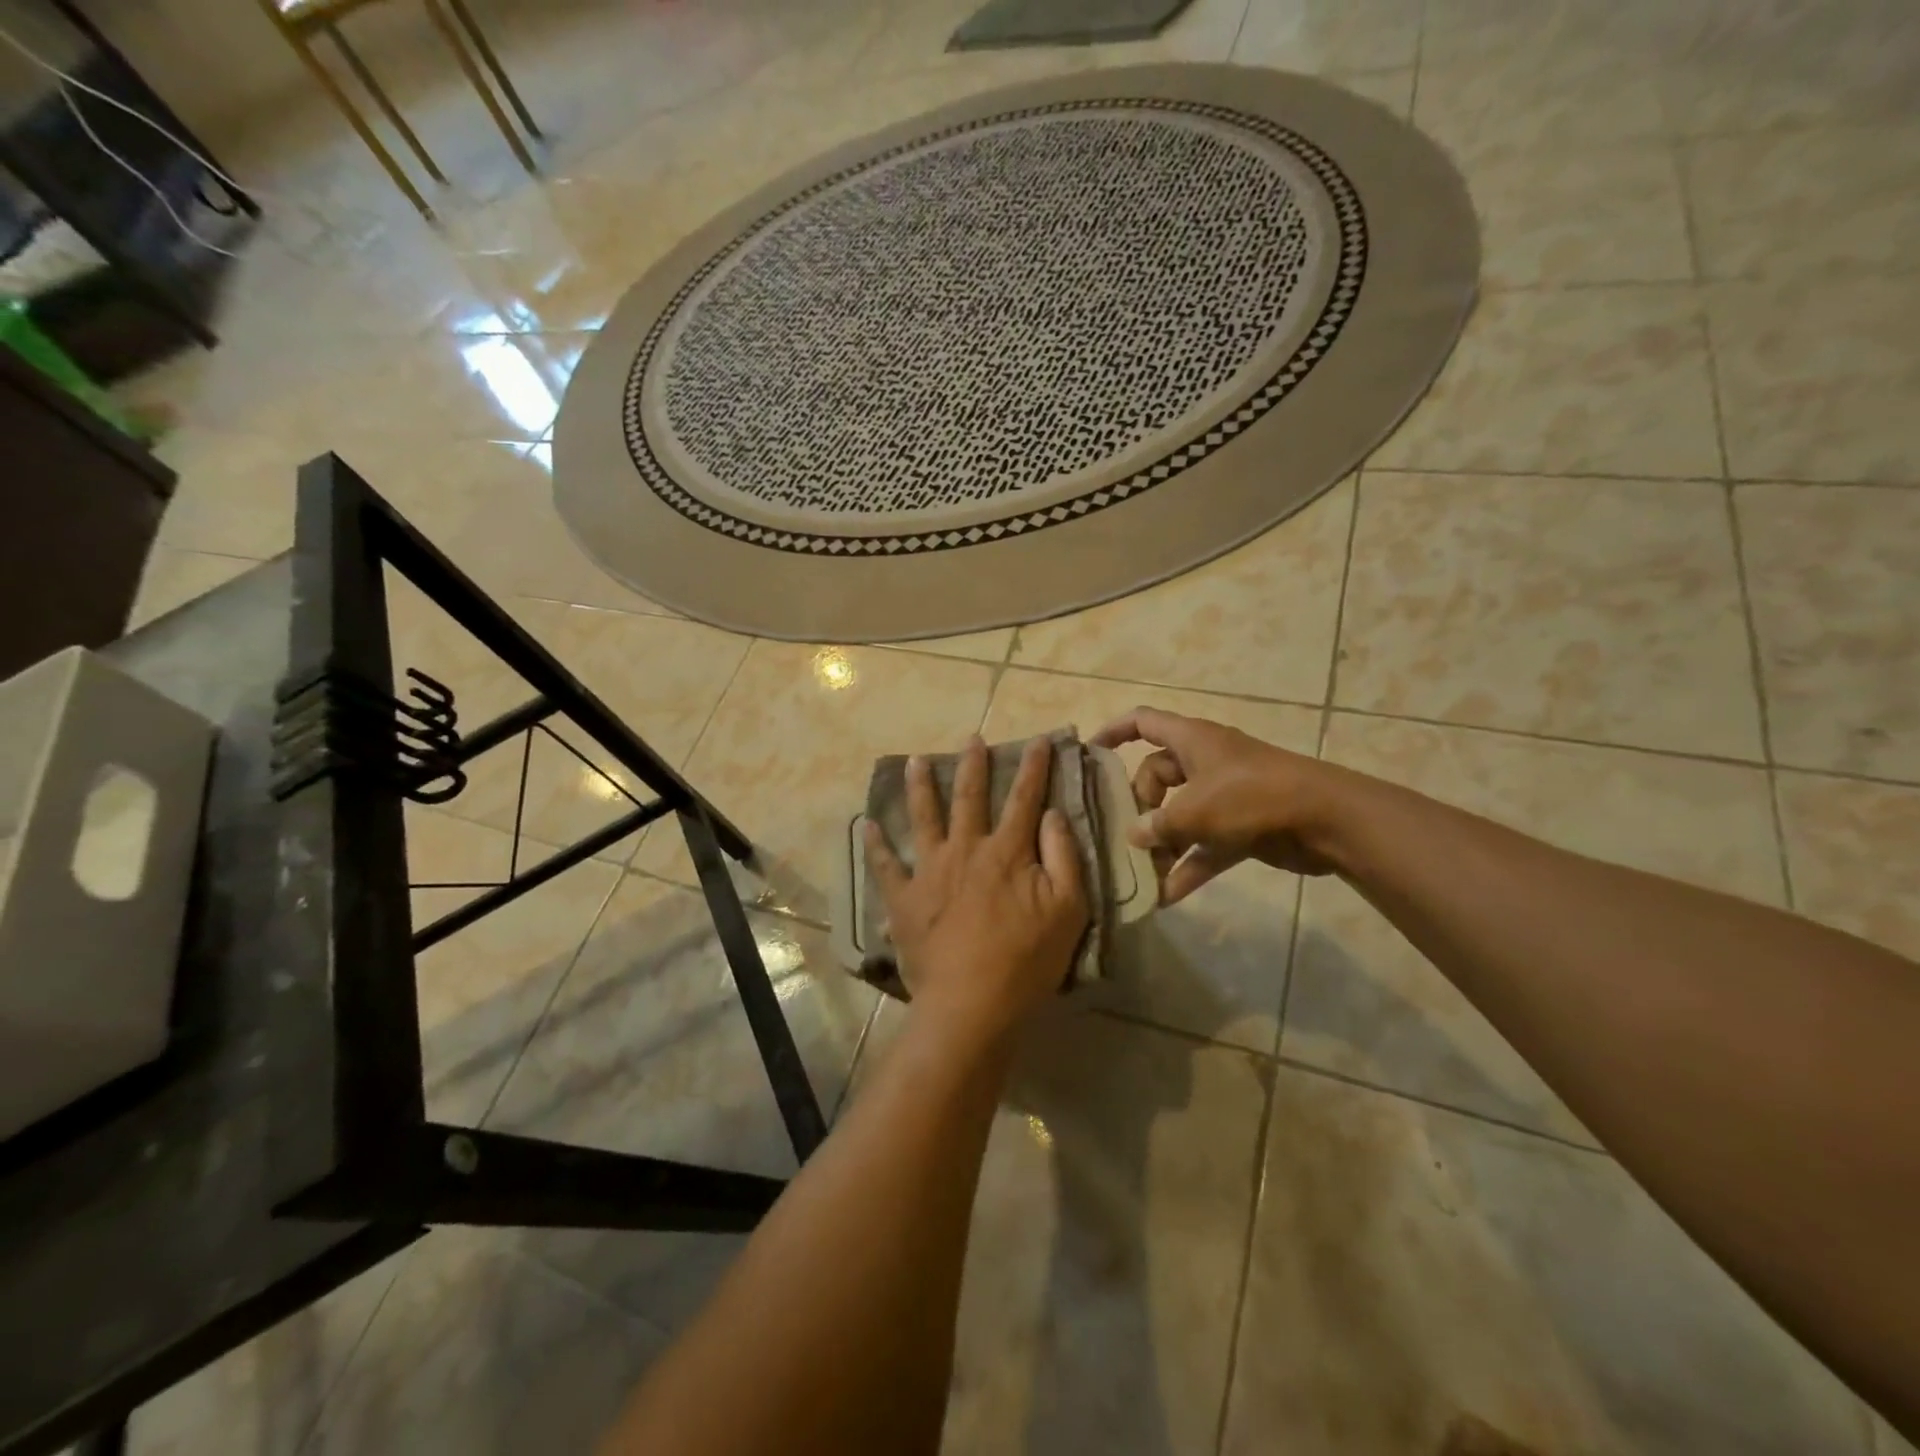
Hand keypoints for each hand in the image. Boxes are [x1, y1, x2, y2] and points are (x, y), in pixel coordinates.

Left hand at [865, 736, 1088, 1041]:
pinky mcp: (904, 898)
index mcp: (1006, 852)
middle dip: (973, 765)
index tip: (1039, 740)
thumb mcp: (1067, 910)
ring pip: (923, 817)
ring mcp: (929, 871)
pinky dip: (875, 844)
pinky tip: (866, 825)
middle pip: (969, 797)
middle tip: (971, 738)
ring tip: (914, 762)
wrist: (970, 1004)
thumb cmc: (1026, 960)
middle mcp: (965, 849)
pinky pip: (885, 865)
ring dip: (919, 787)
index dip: (1034, 768)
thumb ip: (1063, 857)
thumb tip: (1053, 814)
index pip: (1024, 799)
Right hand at [1092, 706, 1345, 903]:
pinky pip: (1203, 844)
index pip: (1143, 722)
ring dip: (1162, 843)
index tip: (1090, 754)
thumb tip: (1134, 835)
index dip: (1114, 732)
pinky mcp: (1241, 826)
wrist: (1325, 819)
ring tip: (1140, 873)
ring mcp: (1224, 794)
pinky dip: (1188, 866)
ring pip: (1179, 814)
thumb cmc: (1252, 797)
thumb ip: (1158, 824)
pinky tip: (1166, 897)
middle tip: (1127, 835)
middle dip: (1139, 807)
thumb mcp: (1195, 810)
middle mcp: (1204, 762)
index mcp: (1191, 740)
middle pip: (1156, 776)